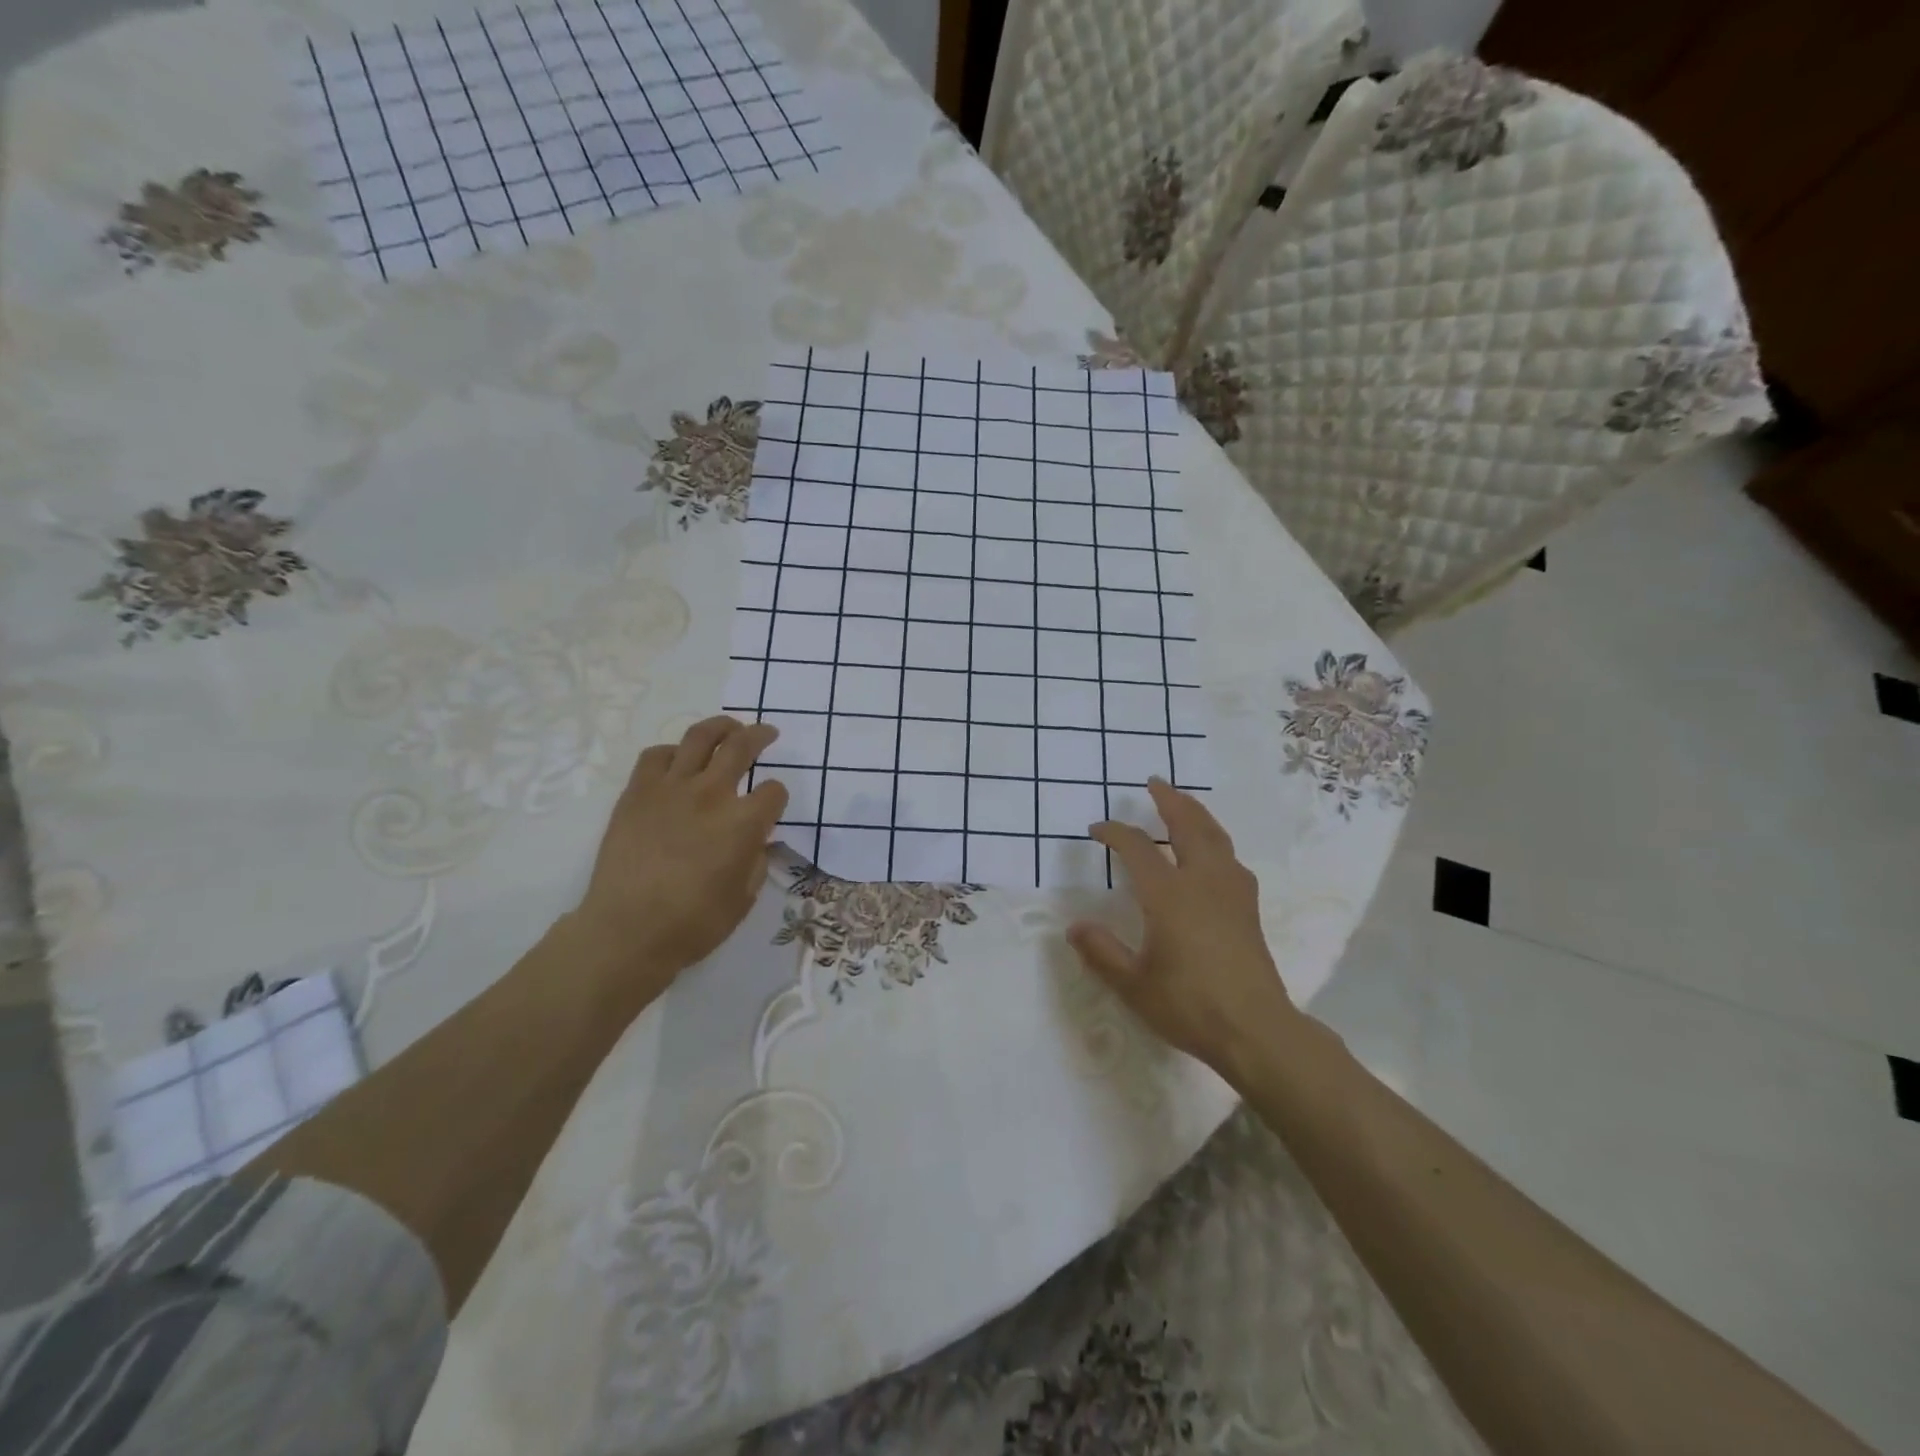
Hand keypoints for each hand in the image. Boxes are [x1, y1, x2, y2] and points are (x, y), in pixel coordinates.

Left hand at [572, 717, 788, 995]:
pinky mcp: (637, 792)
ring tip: (729, 727)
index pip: (774, 791)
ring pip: (700, 737)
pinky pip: (657, 755)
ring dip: (721, 726)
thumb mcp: (744, 898)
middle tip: (767, 732)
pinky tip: (678, 761)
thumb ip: (756, 860)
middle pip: (742, 746)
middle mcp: (711, 795)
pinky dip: (673, 752)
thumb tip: (757, 841)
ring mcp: (671, 788)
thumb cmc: (693, 923)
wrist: (626, 931)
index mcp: (744, 823)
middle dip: (760, 736)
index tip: (772, 804)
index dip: (777, 796)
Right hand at [1067, 780, 1304, 1081]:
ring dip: (1196, 814)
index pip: (1136, 848)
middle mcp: (1203, 881)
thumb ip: (1102, 952)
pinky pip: (1229, 856)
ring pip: (1215, 836)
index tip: (1097, 830)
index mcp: (1169, 895)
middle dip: (1170, 801)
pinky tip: (1212, 852)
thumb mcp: (1133, 985)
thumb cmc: (1189, 1006)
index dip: (1114, 833)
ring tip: (1183, 805)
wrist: (1256, 1031)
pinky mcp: (1248, 908)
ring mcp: (1231, 892)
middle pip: (1188, 825)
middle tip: (1155, 783)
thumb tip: (1075, 927)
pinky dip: (1214, 839)